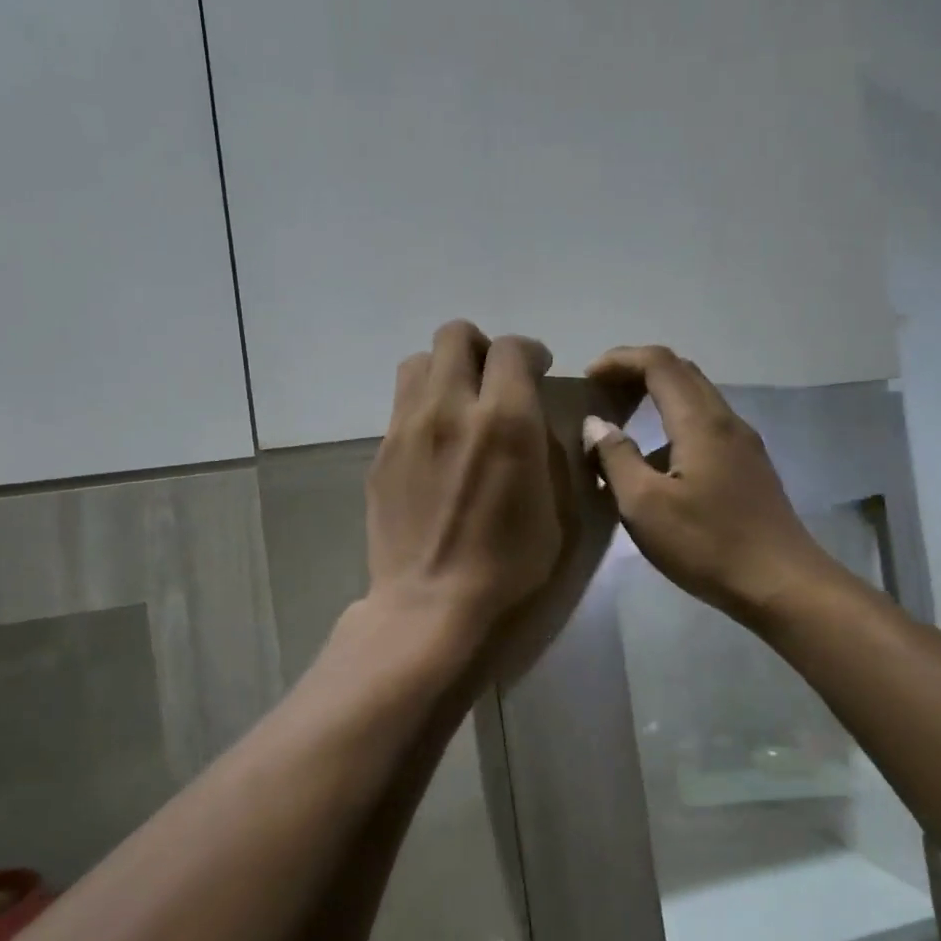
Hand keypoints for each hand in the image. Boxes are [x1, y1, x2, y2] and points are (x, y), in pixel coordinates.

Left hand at [365, 321, 571, 642]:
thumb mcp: (559, 510)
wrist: (430, 604)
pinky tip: (434, 445)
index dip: (529, 351)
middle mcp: (451, 408)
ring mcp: (407, 427)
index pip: (511, 348)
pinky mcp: (381, 452)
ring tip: (458, 403)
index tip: (537, 368)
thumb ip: (550, 451)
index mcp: (505, 420)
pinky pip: (401, 406)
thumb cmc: (509, 566)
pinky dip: (422, 408)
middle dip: (481, 347)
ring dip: (444, 370)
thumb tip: (536, 420)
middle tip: (493, 379)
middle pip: (455, 336)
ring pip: (418, 362)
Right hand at [583, 346, 841, 628]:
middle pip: (681, 372)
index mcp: (701, 422)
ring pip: (696, 399)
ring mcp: (743, 444)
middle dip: (637, 372)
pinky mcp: (749, 467)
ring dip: (657, 397)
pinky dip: (673, 423)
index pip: (659, 363)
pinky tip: (656, 460)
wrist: (781, 584)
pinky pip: (706, 425)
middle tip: (601, 392)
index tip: (587, 378)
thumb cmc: (707, 544)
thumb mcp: (645, 506)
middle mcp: (726, 421)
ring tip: (622, 423)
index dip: (620, 360)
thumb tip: (596, 424)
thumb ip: (616, 458)